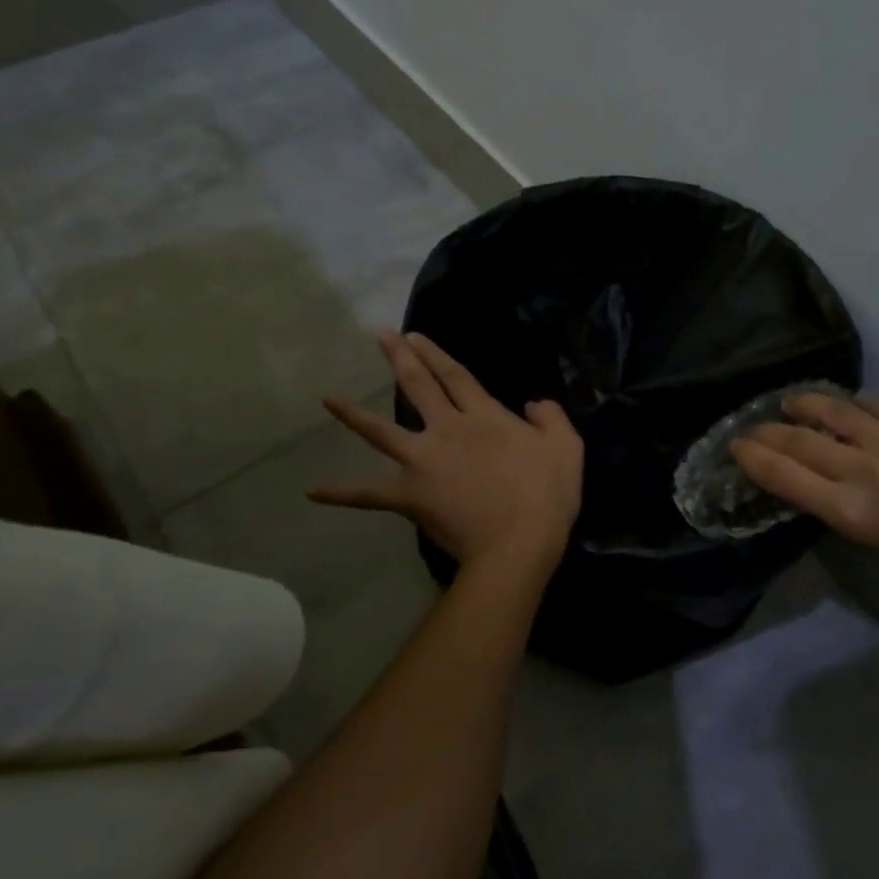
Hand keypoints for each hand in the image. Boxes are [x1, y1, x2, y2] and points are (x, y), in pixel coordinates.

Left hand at [310, 332, 583, 574]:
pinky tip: (312, 491)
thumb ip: (551, 417)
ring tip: (328, 399)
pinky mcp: (410, 495)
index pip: (456, 377)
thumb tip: (533, 403)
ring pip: (382, 431)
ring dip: (353, 414)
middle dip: (400, 359)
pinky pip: (369, 494)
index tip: (415, 335)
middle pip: (419, 388)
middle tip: (381, 337)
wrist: (518, 542)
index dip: (435, 354)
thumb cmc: (546, 494)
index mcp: (484, 417)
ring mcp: (423, 461)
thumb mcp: (566, 447)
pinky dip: (342, 493)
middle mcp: (447, 430)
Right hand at [732, 392, 878, 594]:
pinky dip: (852, 405)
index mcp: (850, 512)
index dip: (753, 456)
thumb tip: (802, 466)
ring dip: (804, 404)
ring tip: (790, 402)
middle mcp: (867, 472)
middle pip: (800, 440)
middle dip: (768, 431)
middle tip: (754, 426)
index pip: (784, 475)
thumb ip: (832, 499)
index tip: (738, 446)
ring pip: (834, 410)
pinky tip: (846, 407)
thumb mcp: (867, 536)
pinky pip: (874, 404)